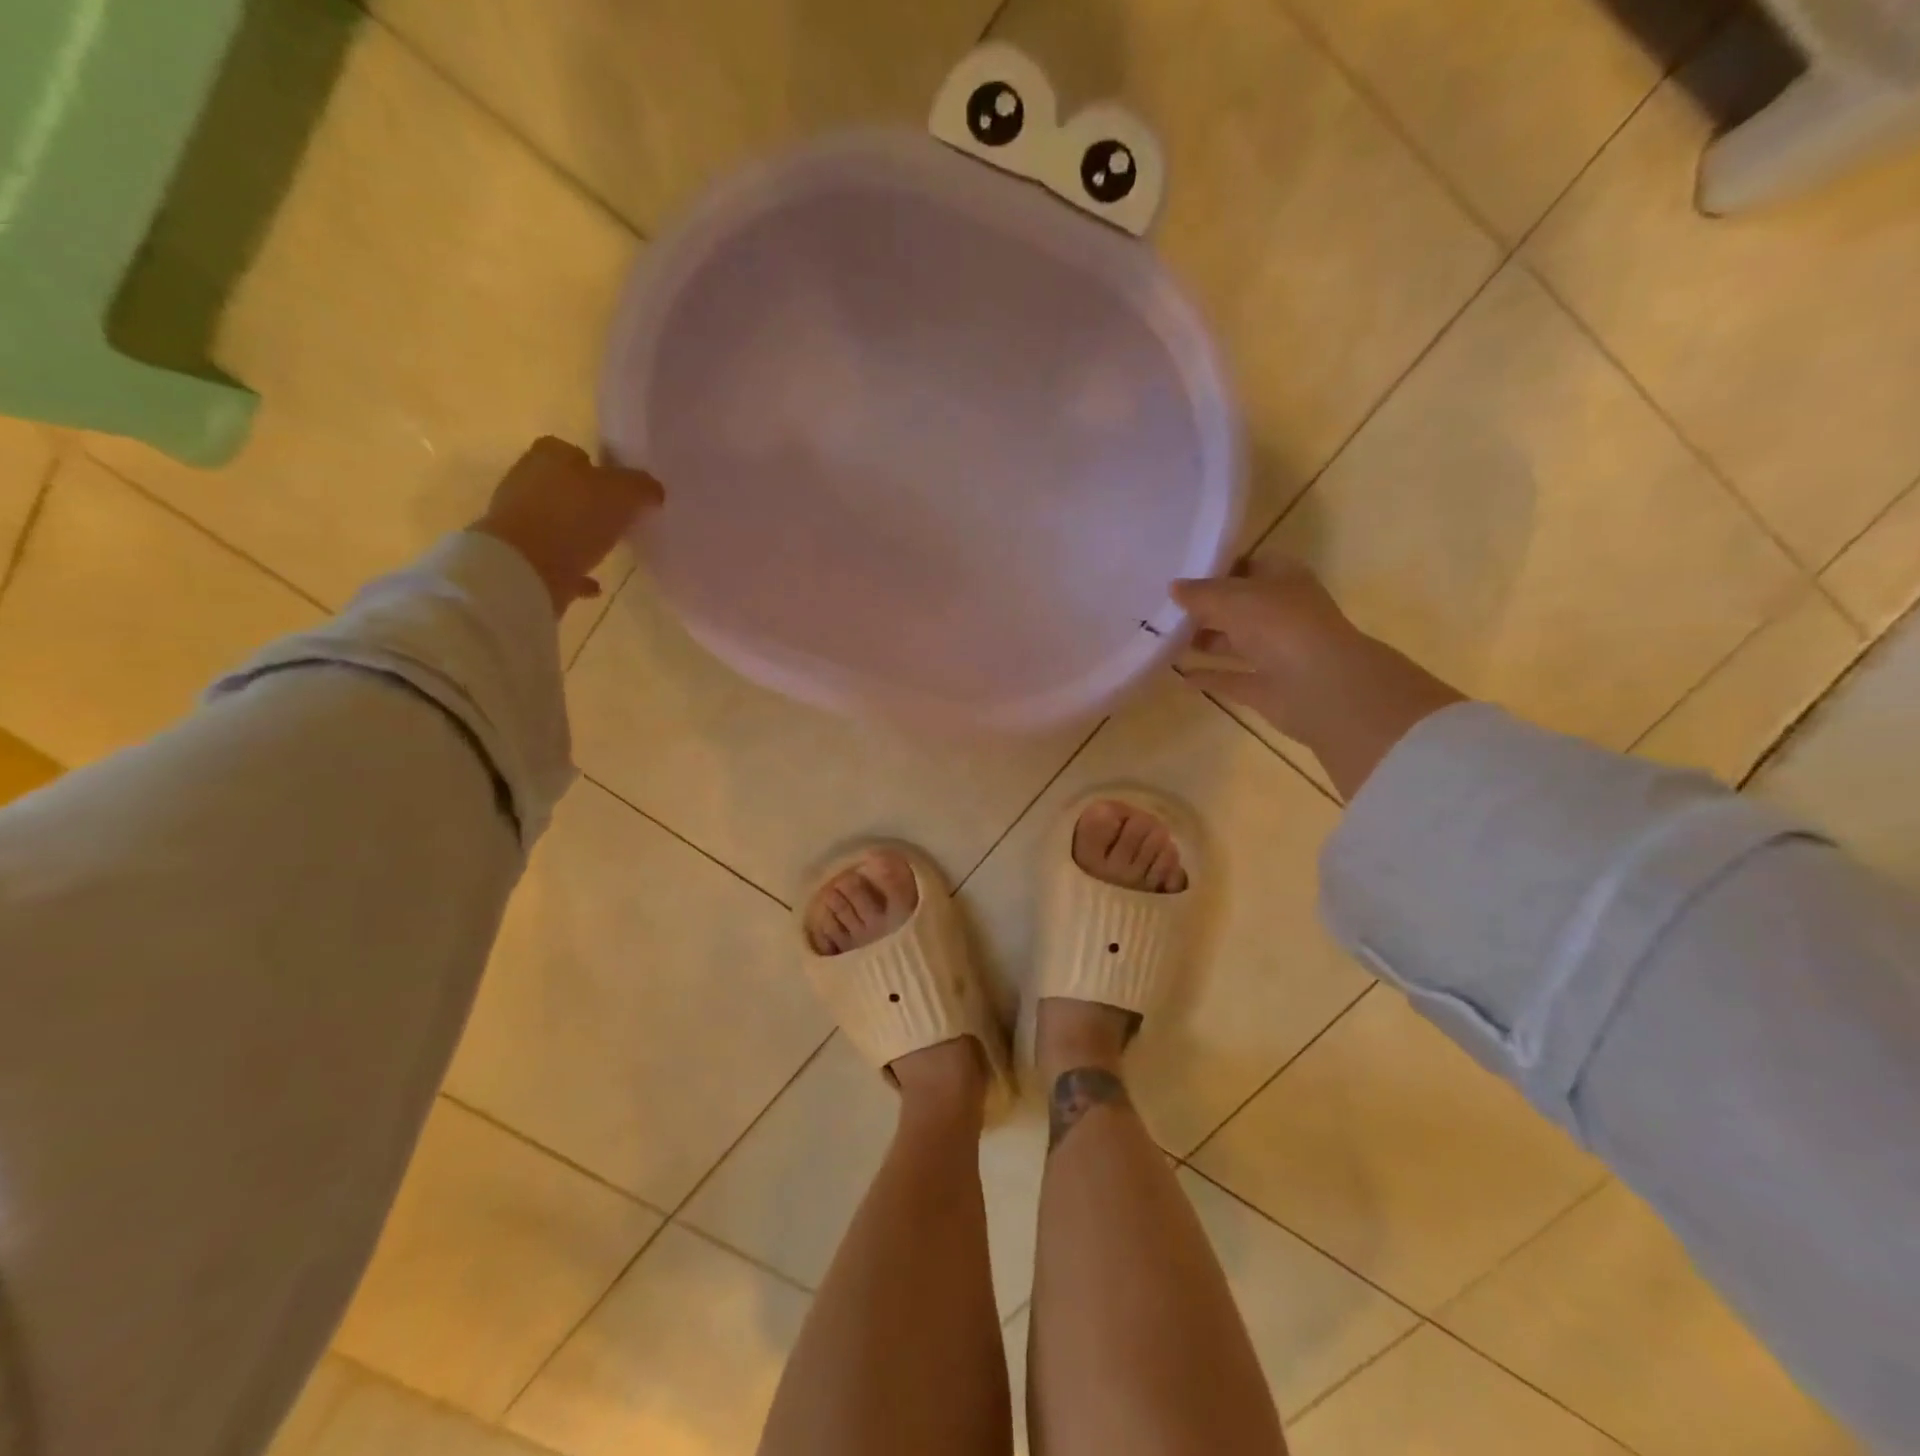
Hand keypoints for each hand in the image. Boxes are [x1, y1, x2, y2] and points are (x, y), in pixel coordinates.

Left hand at [473, 437, 663, 613]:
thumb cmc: (574, 517)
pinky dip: (574, 568)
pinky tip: (595, 582)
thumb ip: (641, 487)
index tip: (620, 489)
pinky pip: (555, 560)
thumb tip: (653, 490)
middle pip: (563, 486)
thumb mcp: (623, 493)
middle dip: (587, 500)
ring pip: (556, 521)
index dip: (598, 468)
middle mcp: (527, 481)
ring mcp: (519, 520)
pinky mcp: (520, 556)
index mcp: (549, 457)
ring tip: (608, 549)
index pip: (573, 451)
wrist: (525, 568)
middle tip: (617, 518)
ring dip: (578, 533)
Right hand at [1170, 559, 1360, 741]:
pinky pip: (1231, 678)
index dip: (1217, 569)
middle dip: (1205, 608)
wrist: (1319, 686)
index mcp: (1283, 579)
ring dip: (1204, 641)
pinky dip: (1209, 676)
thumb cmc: (1279, 626)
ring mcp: (1275, 652)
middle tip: (1164, 609)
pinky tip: (1180, 675)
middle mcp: (1281, 613)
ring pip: (1234, 642)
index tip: (1181, 574)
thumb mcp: (1232, 598)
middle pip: (1238, 606)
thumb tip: (1173, 587)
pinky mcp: (1265, 686)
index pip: (1248, 566)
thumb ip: (1200, 593)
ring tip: (1164, 639)